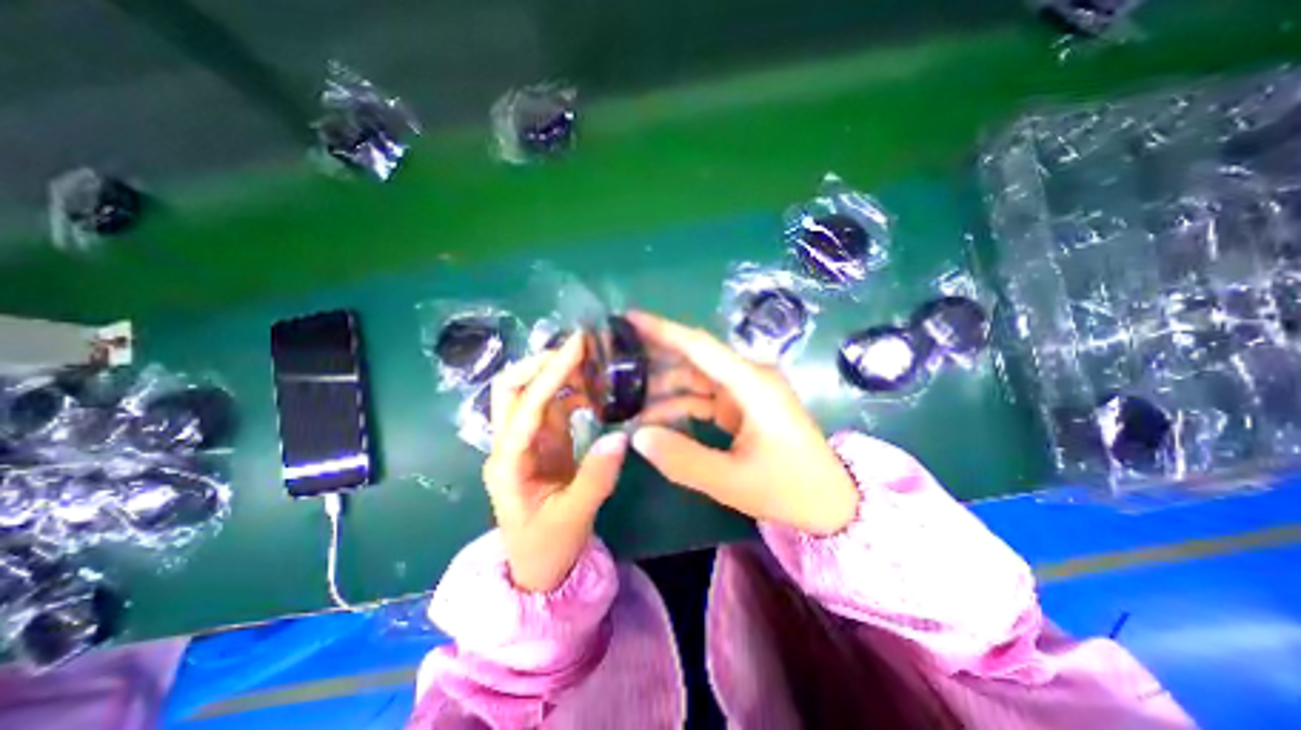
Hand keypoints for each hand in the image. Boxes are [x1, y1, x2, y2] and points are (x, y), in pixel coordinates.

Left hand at [484, 337, 632, 592]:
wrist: (540, 567)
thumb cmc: (548, 547)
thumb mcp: (573, 517)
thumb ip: (596, 477)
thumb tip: (620, 437)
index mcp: (508, 463)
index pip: (526, 407)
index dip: (551, 374)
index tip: (577, 346)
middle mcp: (510, 444)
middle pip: (511, 388)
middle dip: (541, 363)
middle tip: (580, 349)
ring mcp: (527, 441)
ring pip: (531, 393)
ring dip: (557, 373)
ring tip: (592, 363)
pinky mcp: (544, 442)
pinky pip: (553, 406)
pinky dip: (571, 391)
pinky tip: (593, 390)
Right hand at [625, 309, 861, 534]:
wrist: (830, 503)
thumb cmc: (790, 489)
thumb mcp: (733, 481)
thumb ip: (682, 459)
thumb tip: (637, 436)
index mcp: (752, 383)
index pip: (699, 346)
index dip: (662, 330)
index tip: (627, 319)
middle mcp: (748, 377)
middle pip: (693, 358)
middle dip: (654, 357)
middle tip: (614, 360)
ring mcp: (744, 392)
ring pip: (694, 378)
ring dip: (662, 387)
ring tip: (624, 395)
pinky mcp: (741, 406)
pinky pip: (702, 397)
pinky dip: (677, 404)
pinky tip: (651, 416)